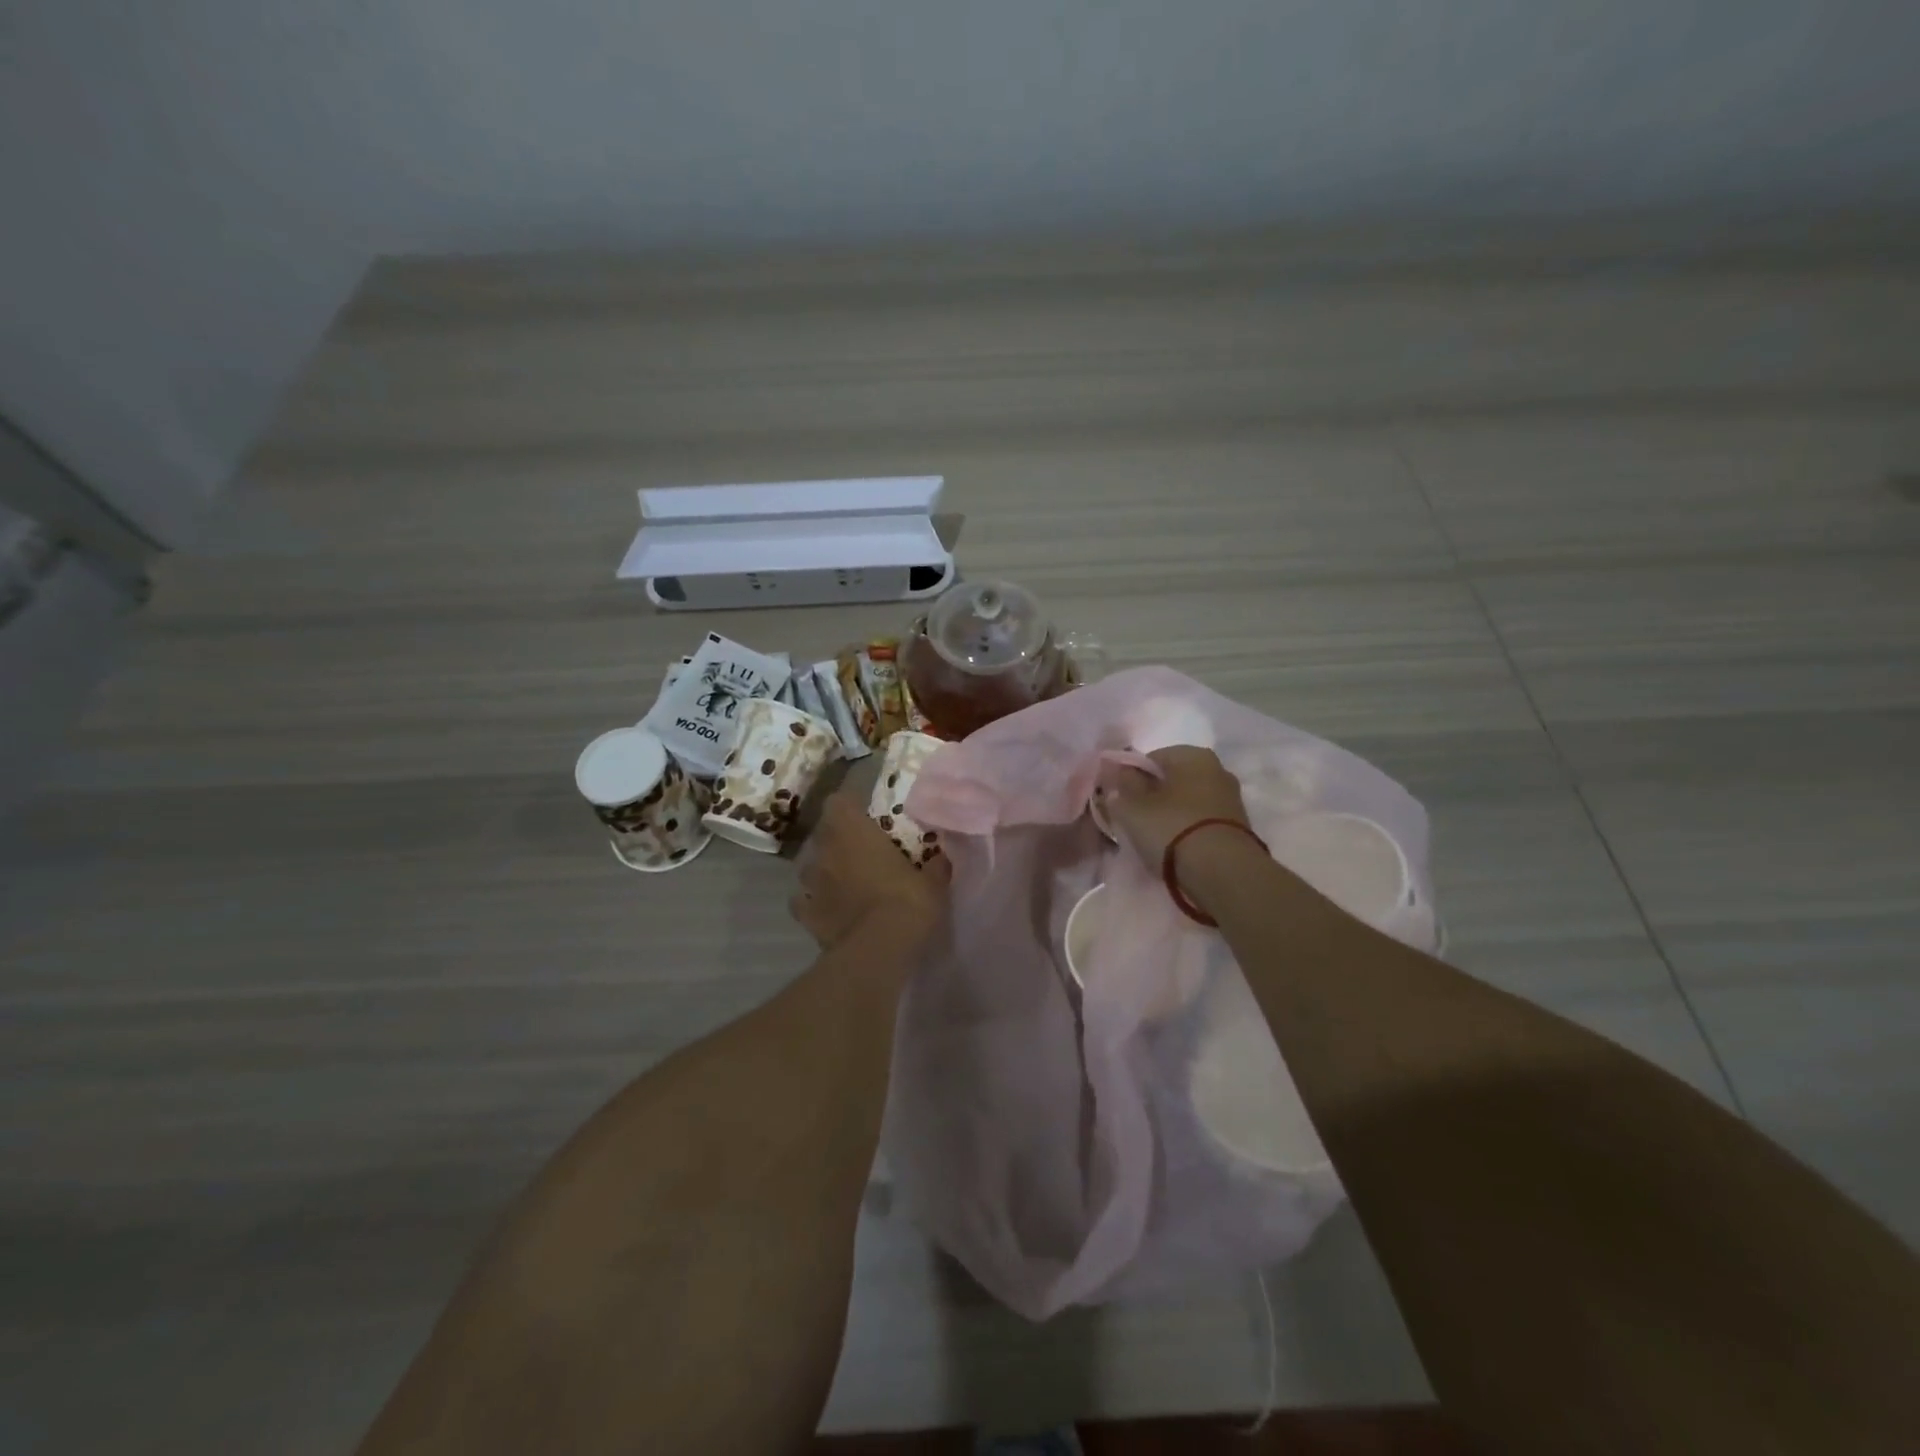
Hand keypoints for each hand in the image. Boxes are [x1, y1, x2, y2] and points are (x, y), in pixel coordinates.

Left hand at [790, 792, 950, 950]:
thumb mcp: (933, 881)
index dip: (849, 807)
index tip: (864, 817)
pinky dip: (813, 904)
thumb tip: (940, 857)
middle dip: (837, 840)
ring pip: (810, 867)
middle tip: (859, 852)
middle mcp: (826, 850)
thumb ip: (934, 864)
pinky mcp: (805, 915)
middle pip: (823, 834)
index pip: (838, 801)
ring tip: (843, 883)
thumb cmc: (908, 900)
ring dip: (824, 871)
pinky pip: (803, 903)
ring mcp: (810, 883)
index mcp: (853, 830)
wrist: (880, 948)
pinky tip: (829, 912)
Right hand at [1106, 746, 1253, 896]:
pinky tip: (1176, 848)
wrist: (1223, 872)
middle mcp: (1217, 768)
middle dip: (1153, 796)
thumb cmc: (1171, 828)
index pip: (1150, 758)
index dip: (1130, 778)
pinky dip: (1188, 830)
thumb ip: (1122, 784)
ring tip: (1154, 839)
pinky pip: (1202, 821)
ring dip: (1171, 814)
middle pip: (1173, 779)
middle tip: (1134, 820)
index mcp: (1192, 754)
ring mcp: (1231, 798)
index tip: (1120, 801)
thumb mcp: (1132, 806)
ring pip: (1188, 801)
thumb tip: (1119, 771)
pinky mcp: (1239, 826)